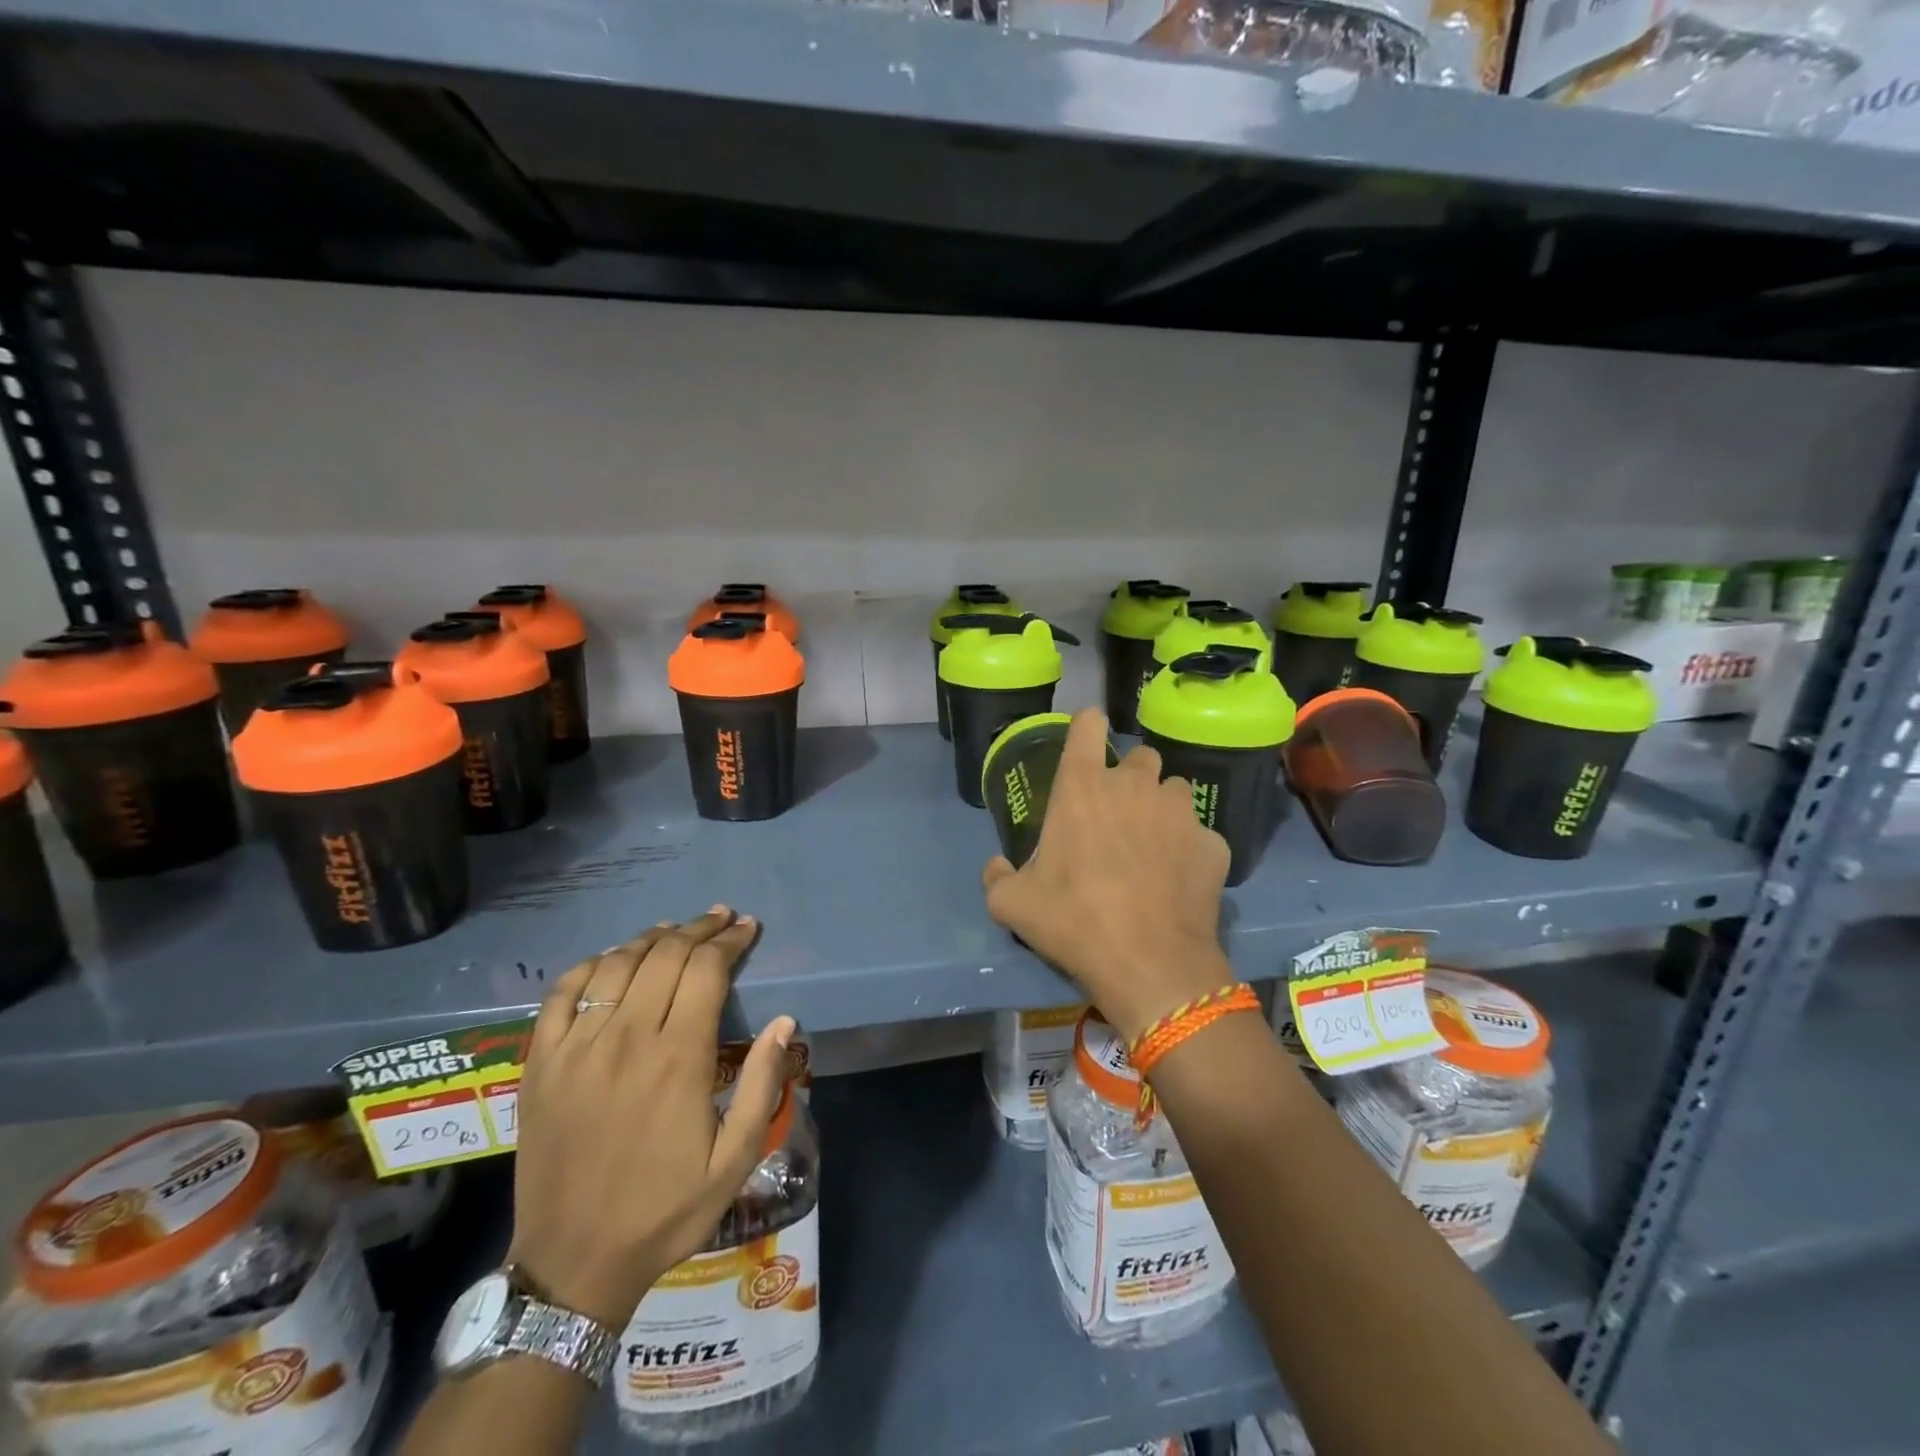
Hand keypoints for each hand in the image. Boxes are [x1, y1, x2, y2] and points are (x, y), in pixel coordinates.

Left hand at [506, 907, 795, 1329]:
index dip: (730, 941)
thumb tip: (784, 1021)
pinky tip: (611, 959)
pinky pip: (562, 993)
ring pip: (616, 964)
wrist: (573, 1263)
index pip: (706, 970)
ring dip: (651, 938)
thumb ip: (761, 1085)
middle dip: (698, 929)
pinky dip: (591, 964)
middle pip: (665, 955)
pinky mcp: (541, 1063)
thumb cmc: (665, 1210)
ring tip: (674, 930)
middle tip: (720, 918)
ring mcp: (576, 1047)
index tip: (747, 927)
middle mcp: (625, 1038)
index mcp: (677, 1058)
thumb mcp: (734, 1160)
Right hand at [981, 707, 1234, 1041]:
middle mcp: (1135, 786)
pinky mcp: (1213, 843)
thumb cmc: (1074, 921)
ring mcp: (1180, 812)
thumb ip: (997, 877)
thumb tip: (997, 867)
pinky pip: (1200, 834)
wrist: (1149, 963)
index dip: (1087, 728)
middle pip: (1140, 756)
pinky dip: (1189, 849)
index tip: (1086, 743)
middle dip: (1130, 777)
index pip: (1088, 725)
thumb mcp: (1012, 904)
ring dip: (1162, 808)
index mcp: (1083, 787)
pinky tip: (1179, 880)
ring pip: (1174, 790)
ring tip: (1153, 845)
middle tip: (1118, 815)